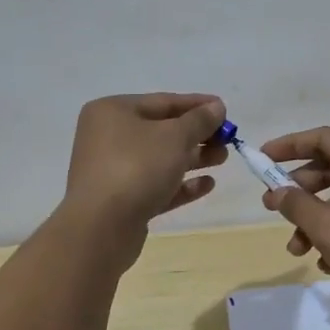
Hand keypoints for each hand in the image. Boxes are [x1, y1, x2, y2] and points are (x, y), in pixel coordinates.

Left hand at [61, 94, 227, 258]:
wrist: (101, 227)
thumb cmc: (137, 167)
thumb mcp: (175, 137)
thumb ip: (199, 120)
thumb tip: (216, 107)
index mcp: (113, 111)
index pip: (163, 101)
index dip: (197, 105)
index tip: (225, 110)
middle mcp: (108, 137)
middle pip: (162, 131)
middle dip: (197, 135)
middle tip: (228, 139)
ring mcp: (113, 171)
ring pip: (160, 159)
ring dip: (193, 158)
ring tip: (223, 159)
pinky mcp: (121, 201)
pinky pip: (156, 186)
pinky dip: (180, 184)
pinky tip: (207, 185)